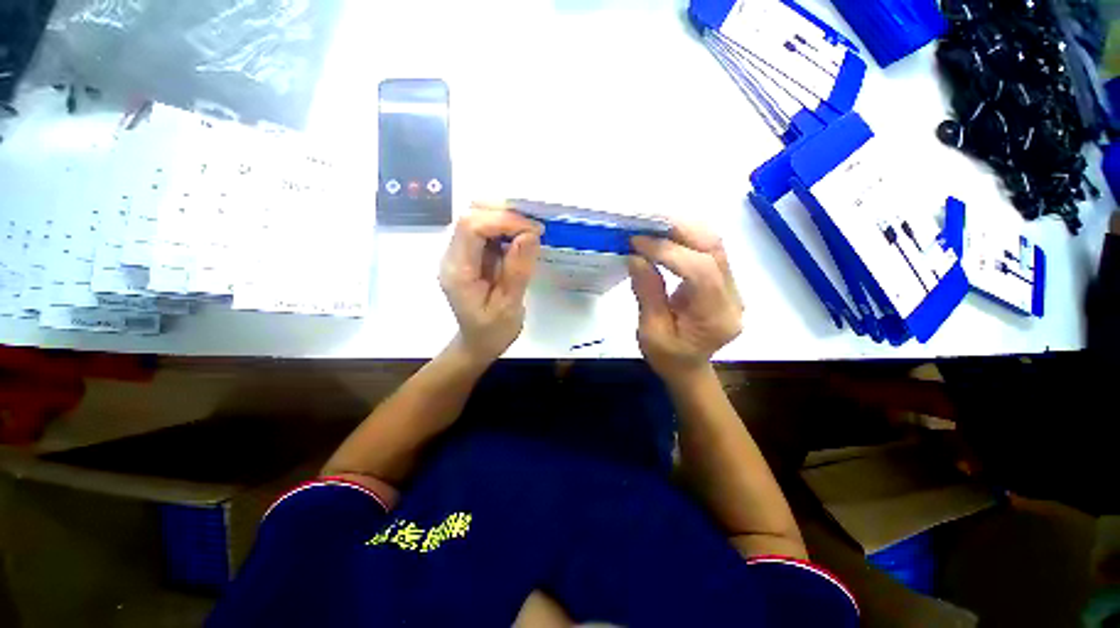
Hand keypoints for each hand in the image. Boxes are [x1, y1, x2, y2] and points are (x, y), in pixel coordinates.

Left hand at [440, 203, 542, 365]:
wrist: (478, 343)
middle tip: (534, 228)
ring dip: (505, 219)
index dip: (503, 220)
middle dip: (504, 214)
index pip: (471, 227)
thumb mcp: (509, 306)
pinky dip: (505, 228)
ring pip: (478, 218)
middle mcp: (452, 257)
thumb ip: (517, 270)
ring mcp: (459, 254)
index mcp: (458, 271)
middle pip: (471, 215)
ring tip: (531, 232)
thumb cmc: (492, 332)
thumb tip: (530, 234)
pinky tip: (521, 239)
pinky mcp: (470, 256)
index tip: (533, 230)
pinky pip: (485, 231)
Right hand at [628, 222, 743, 381]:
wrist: (689, 368)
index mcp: (716, 318)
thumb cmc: (668, 358)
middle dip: (679, 230)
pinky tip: (666, 236)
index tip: (638, 242)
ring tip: (653, 226)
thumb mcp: (651, 332)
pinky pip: (710, 251)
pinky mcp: (725, 282)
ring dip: (684, 230)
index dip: (668, 251)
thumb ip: (647, 293)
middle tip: (646, 225)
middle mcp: (733, 298)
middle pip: (714, 250)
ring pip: (715, 245)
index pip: (700, 271)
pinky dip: (687, 238)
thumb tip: (636, 257)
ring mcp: (733, 288)